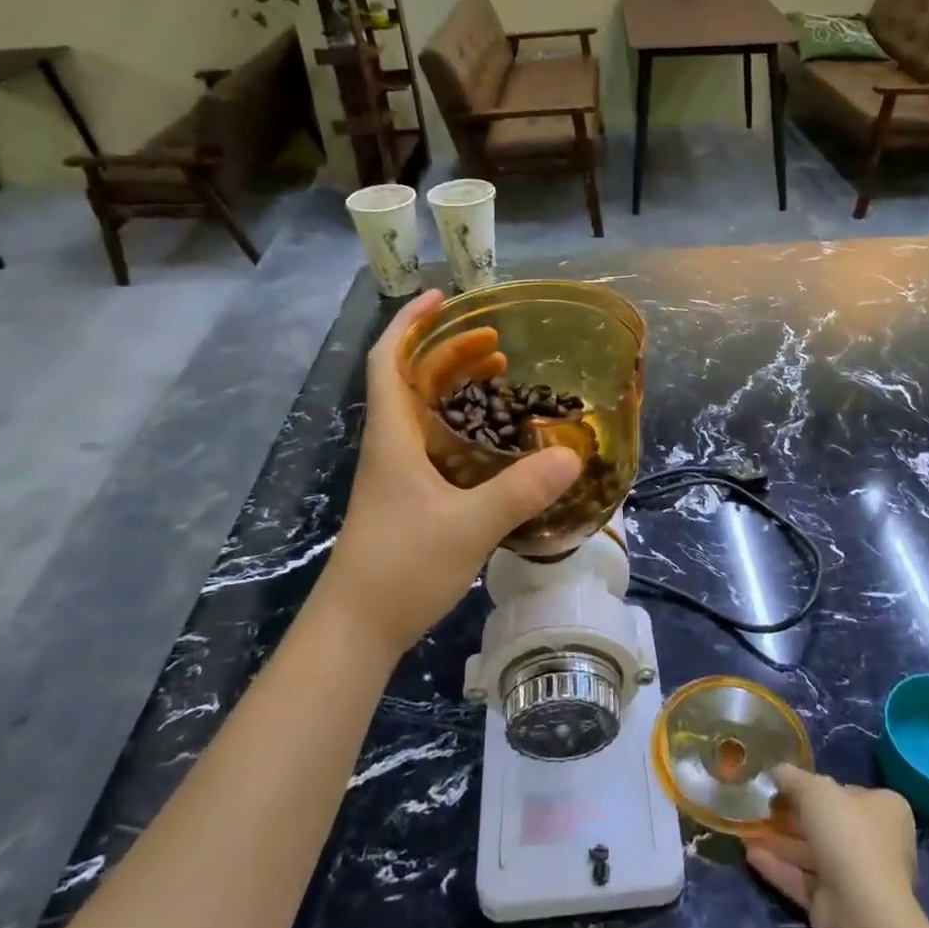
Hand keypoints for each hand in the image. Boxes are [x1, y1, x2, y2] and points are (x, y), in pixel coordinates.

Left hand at [321, 290, 581, 656]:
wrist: (357, 630)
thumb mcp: (468, 526)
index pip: (390, 360)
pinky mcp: (409, 499)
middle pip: (413, 381)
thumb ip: (519, 490)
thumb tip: (571, 455)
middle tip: (496, 342)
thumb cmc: (400, 568)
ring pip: (424, 412)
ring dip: (456, 387)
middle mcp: (392, 446)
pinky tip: (492, 439)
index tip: (443, 297)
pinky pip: (435, 443)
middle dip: (450, 352)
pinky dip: (462, 425)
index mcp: (394, 437)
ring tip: (499, 377)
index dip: (411, 323)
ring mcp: (398, 475)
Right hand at [747, 764, 916, 927]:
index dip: (817, 786)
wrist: (862, 912)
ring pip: (811, 853)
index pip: (848, 791)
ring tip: (745, 829)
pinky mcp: (836, 906)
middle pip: (826, 823)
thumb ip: (794, 778)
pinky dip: (779, 867)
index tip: (785, 784)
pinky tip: (750, 855)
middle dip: (790, 816)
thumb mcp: (816, 790)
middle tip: (759, 805)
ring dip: (779, 841)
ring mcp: (855, 877)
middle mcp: (874, 842)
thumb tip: (777, 771)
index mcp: (884, 810)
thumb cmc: (847, 835)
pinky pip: (803, 880)